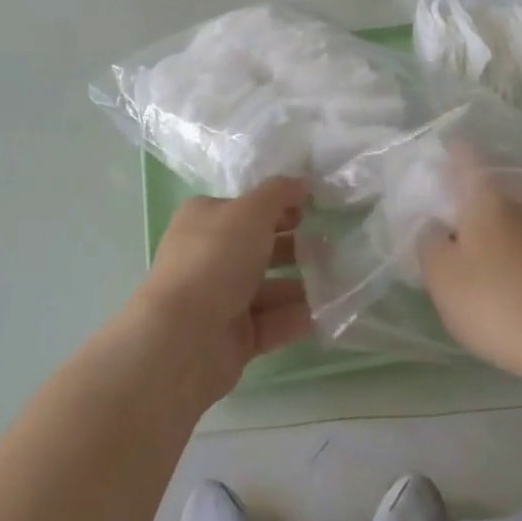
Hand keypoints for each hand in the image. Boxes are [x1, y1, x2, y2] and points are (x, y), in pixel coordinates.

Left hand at [129, 176, 313, 405]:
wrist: (184, 337)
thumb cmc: (215, 258)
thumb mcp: (250, 211)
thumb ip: (278, 193)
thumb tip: (300, 182)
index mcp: (203, 219)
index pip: (244, 207)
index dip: (276, 206)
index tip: (311, 208)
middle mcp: (208, 256)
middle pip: (257, 247)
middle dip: (293, 246)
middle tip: (329, 246)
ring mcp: (220, 299)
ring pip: (267, 287)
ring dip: (300, 284)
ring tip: (336, 281)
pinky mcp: (234, 337)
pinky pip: (271, 322)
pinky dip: (295, 317)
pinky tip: (325, 313)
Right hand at [420, 148, 521, 384]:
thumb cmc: (496, 301)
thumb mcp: (440, 274)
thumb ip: (427, 239)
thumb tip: (434, 224)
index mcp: (487, 192)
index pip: (465, 151)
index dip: (445, 151)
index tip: (429, 166)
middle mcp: (519, 199)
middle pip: (489, 177)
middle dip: (465, 186)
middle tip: (441, 206)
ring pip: (507, 206)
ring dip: (486, 215)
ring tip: (464, 239)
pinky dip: (505, 239)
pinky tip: (494, 266)